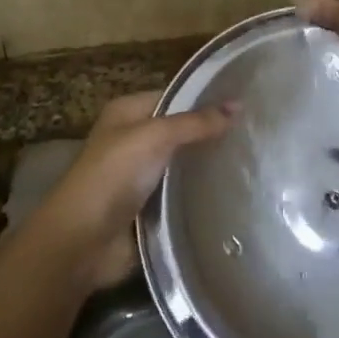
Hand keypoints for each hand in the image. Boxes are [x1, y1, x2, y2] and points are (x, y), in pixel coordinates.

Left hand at [32, 91, 233, 288]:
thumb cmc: (113, 176)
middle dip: (211, 134)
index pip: (174, 97)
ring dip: (208, 167)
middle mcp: (134, 140)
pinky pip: (182, 195)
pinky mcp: (150, 208)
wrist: (83, 241)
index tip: (245, 105)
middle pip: (180, 132)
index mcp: (127, 113)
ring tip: (253, 162)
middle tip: (256, 135)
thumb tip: (238, 105)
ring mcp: (141, 176)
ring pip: (183, 165)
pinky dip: (201, 195)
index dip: (205, 99)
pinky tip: (233, 193)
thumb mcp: (155, 137)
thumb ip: (196, 123)